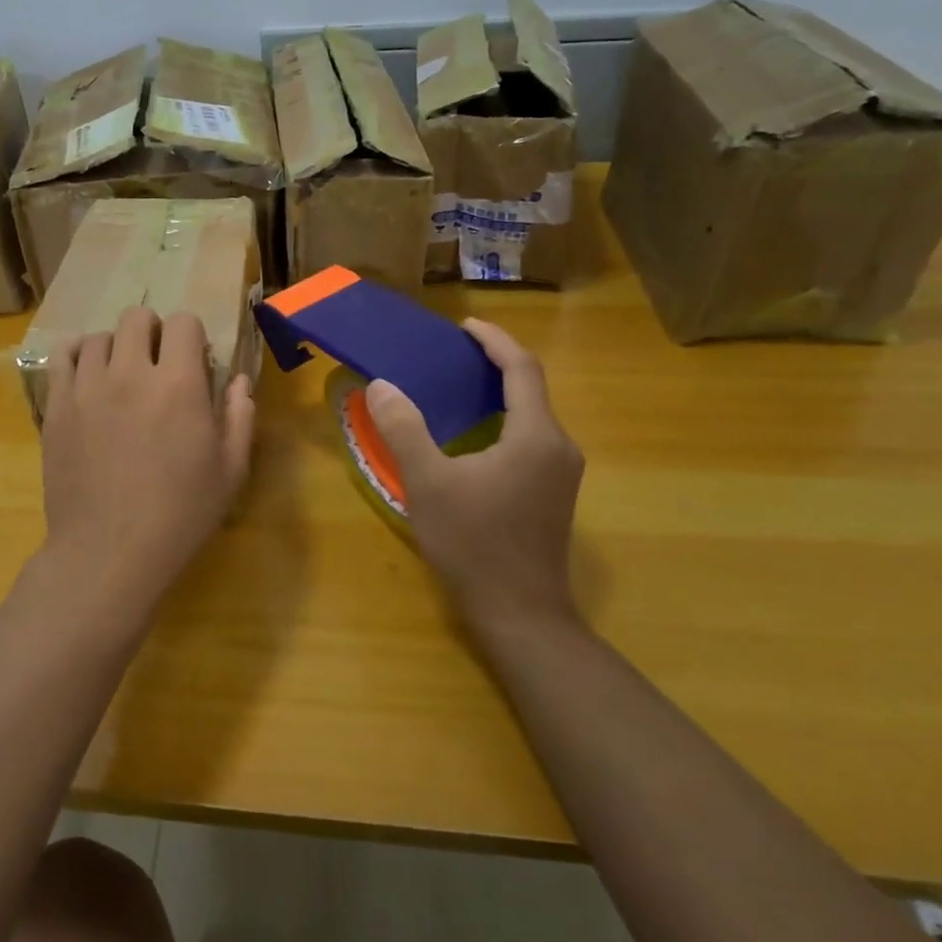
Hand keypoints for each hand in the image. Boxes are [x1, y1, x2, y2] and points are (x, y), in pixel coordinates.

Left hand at [40, 306, 255, 613]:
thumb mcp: (229, 471)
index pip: (184, 322)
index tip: (193, 361)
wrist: (109, 552)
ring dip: (116, 347)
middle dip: (153, 331)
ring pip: (99, 336)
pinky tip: (88, 372)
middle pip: (137, 317)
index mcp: (178, 384)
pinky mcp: (57, 406)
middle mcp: (130, 372)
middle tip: (157, 364)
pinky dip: (78, 354)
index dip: (192, 335)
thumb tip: (239, 381)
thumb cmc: (179, 514)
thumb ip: (239, 417)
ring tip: (121, 375)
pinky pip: (63, 357)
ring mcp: (87, 387)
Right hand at [363, 319, 583, 629]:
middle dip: (493, 363)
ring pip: (531, 415)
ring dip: (498, 392)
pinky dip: (502, 420)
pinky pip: (530, 438)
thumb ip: (404, 429)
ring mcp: (560, 473)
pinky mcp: (552, 493)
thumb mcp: (429, 483)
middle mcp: (558, 447)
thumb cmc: (474, 545)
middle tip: (451, 353)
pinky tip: (473, 434)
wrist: (521, 616)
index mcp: (535, 436)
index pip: (521, 368)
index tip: (464, 326)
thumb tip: (382, 386)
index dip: (494, 340)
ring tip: (457, 385)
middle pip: (531, 387)